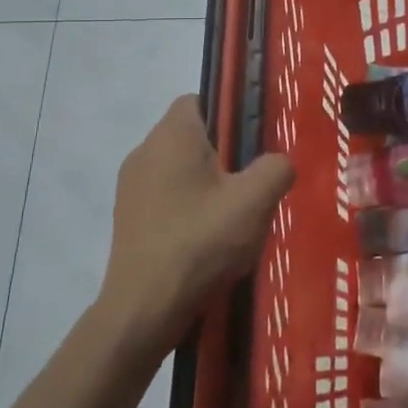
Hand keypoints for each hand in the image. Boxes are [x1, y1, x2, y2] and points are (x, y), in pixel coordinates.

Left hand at [97, 95, 295, 361]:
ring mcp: (131, 187)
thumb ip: (277, 168)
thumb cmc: (200, 242)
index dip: (230, 113)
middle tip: (252, 184)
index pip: (200, 99)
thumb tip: (278, 163)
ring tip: (234, 218)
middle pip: (193, 136)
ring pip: (181, 170)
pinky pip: (167, 198)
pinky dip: (190, 209)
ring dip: (209, 185)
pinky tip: (209, 240)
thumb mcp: (255, 201)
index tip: (253, 143)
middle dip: (225, 155)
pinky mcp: (128, 219)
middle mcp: (145, 152)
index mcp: (172, 136)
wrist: (144, 309)